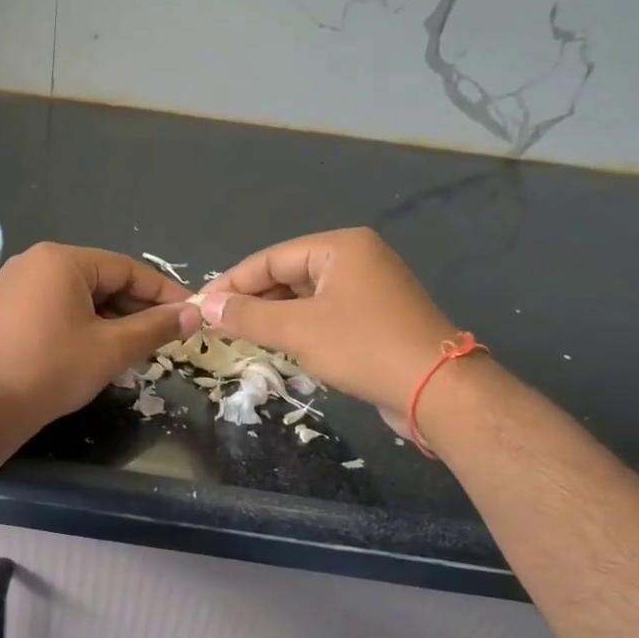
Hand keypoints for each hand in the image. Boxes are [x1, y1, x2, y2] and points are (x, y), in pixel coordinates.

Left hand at [0, 243, 200, 441]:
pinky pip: (55, 306)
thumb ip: (155, 327)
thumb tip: (194, 314)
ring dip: (111, 318)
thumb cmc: (52, 370)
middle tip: (166, 335)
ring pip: (79, 295)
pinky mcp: (5, 308)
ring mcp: (15, 284)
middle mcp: (35, 261)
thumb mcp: (112, 348)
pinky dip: (82, 322)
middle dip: (136, 307)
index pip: (127, 269)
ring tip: (137, 345)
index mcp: (61, 259)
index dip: (163, 292)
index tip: (191, 312)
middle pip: (101, 279)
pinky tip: (99, 348)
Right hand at [199, 229, 459, 428]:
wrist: (437, 389)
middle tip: (217, 323)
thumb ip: (248, 315)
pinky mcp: (376, 316)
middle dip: (253, 299)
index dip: (233, 282)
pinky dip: (298, 325)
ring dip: (273, 315)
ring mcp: (369, 288)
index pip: (271, 258)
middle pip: (288, 273)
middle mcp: (357, 258)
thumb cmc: (363, 347)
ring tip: (239, 335)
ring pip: (305, 295)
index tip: (201, 305)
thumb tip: (205, 305)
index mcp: (341, 247)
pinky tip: (277, 343)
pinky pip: (324, 312)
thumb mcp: (297, 330)